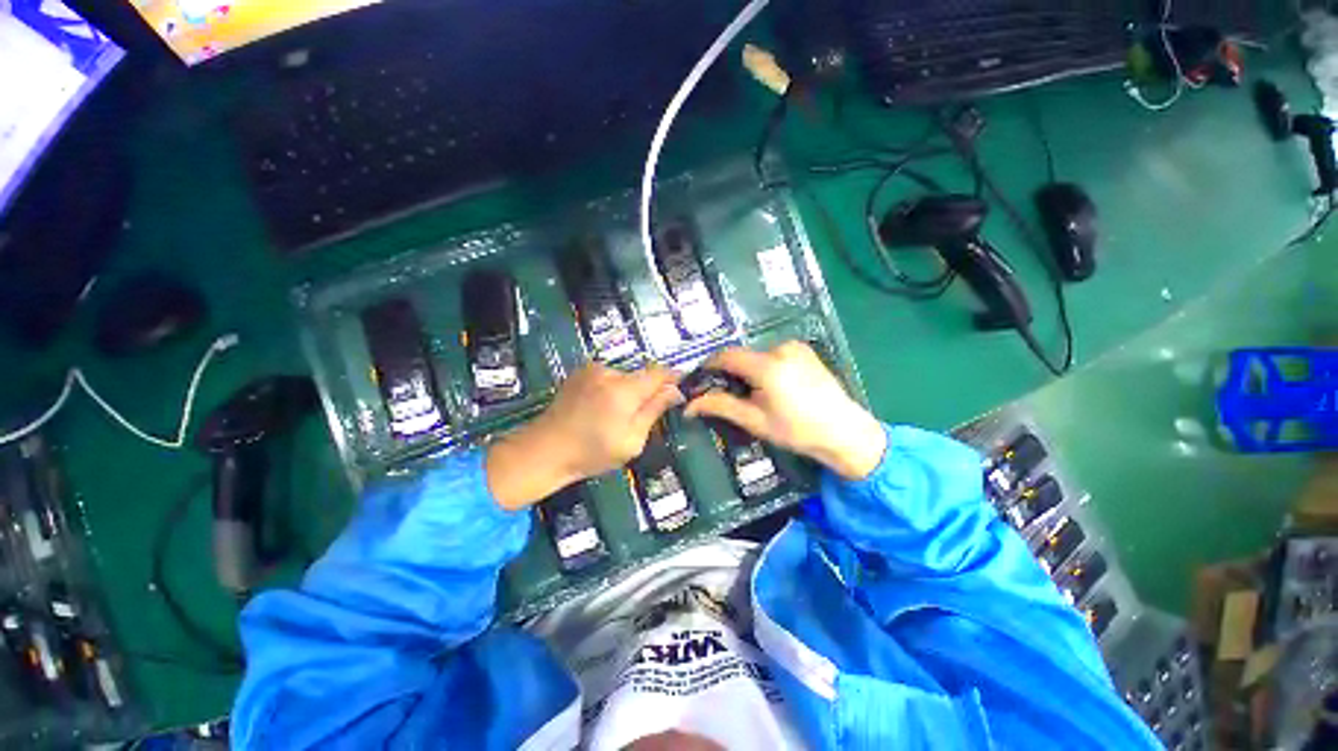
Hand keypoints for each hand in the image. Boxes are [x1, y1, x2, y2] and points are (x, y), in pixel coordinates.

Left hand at [486, 364, 682, 508]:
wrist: (544, 450)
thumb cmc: (591, 452)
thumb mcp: (631, 440)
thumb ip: (654, 411)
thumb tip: (676, 391)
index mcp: (624, 390)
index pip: (659, 373)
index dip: (674, 378)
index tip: (681, 389)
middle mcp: (609, 372)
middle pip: (641, 375)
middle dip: (647, 392)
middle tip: (640, 418)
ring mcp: (591, 370)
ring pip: (625, 377)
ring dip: (628, 392)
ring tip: (614, 418)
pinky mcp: (580, 372)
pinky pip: (608, 377)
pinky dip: (612, 389)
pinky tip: (599, 410)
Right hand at [684, 342, 885, 479]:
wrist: (845, 432)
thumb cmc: (797, 431)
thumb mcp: (755, 421)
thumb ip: (721, 406)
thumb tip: (689, 404)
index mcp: (767, 366)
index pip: (726, 356)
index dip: (709, 366)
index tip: (701, 380)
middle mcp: (781, 349)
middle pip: (742, 355)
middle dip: (731, 372)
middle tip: (728, 394)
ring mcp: (795, 347)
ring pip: (757, 355)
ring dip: (749, 370)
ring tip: (754, 395)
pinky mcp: (805, 350)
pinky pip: (774, 354)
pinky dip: (765, 366)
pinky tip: (774, 387)